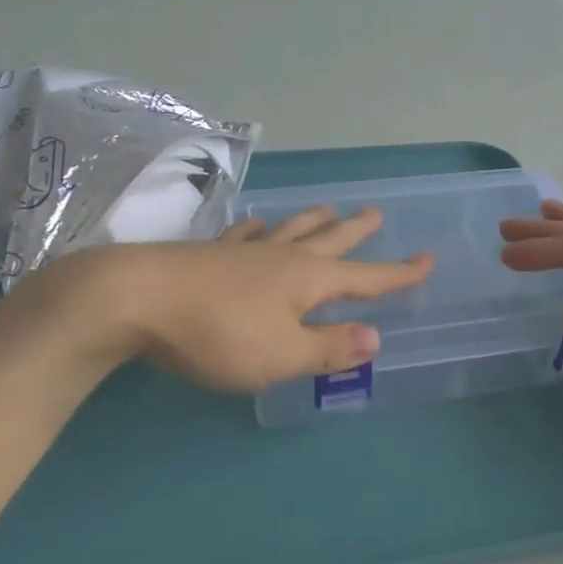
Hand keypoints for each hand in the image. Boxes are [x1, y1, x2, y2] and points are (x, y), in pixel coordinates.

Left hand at [15, 206, 432, 393]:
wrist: (135, 299)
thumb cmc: (217, 335)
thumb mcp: (281, 355)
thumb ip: (328, 348)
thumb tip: (377, 338)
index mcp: (307, 280)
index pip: (365, 278)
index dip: (398, 274)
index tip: (427, 259)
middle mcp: (281, 257)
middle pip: (329, 240)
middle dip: (356, 231)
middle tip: (376, 214)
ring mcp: (243, 251)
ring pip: (289, 229)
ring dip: (313, 220)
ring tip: (329, 208)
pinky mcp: (209, 253)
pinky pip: (245, 235)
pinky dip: (259, 229)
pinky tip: (258, 223)